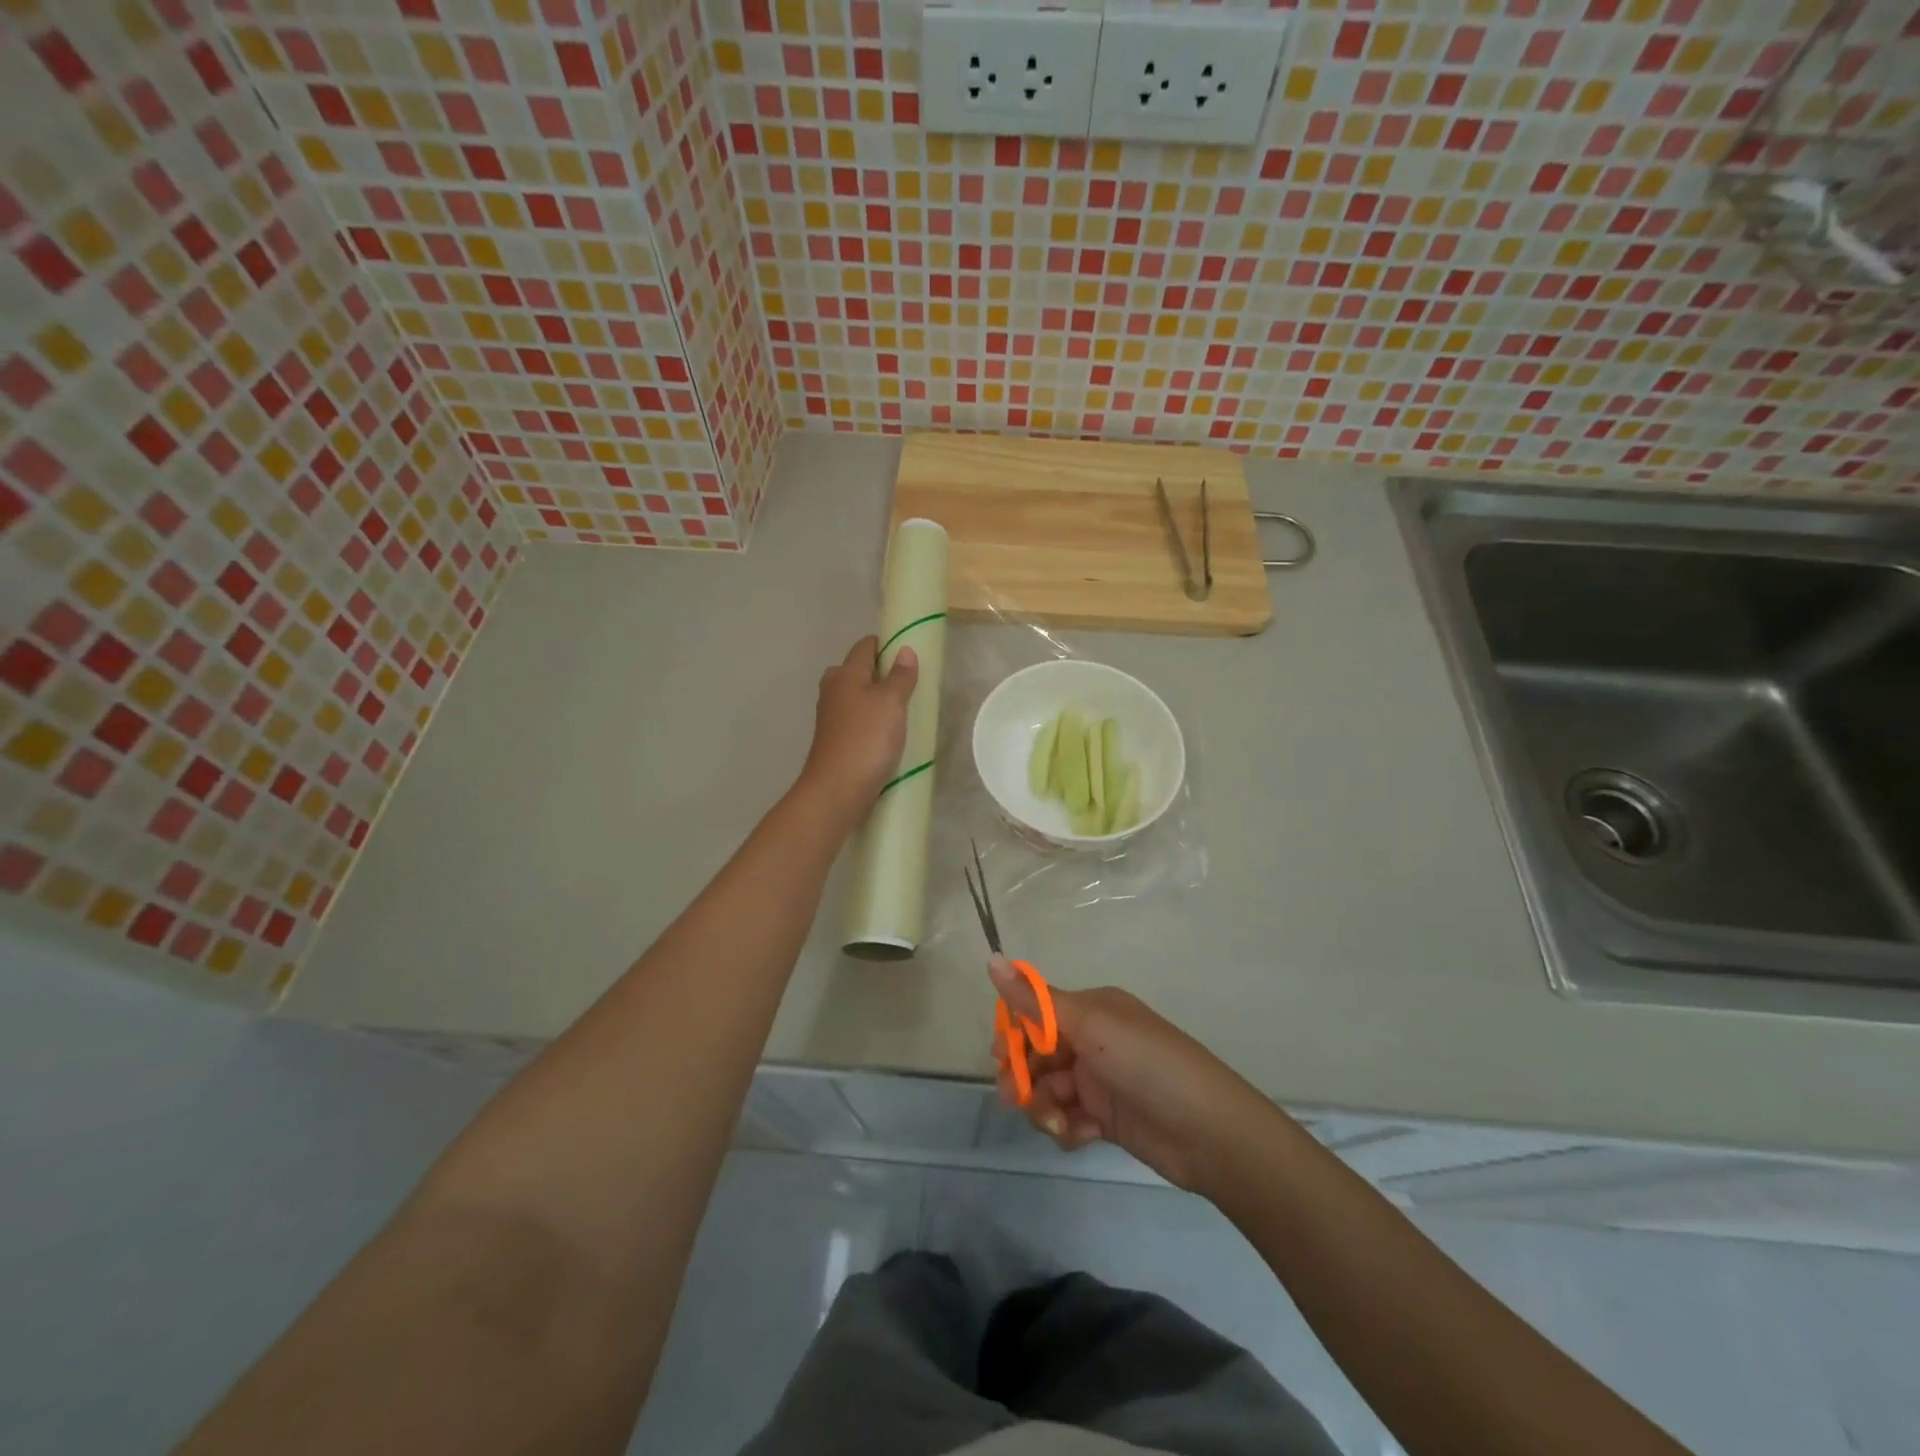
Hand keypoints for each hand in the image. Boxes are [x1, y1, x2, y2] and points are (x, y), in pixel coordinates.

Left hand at [799, 635, 918, 821]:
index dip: (887, 645)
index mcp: (845, 673)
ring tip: (905, 711)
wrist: (837, 790)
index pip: (865, 645)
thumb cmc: (866, 739)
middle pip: (859, 670)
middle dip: (883, 673)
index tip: (911, 655)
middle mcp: (833, 689)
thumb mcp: (891, 703)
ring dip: (878, 700)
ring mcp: (831, 716)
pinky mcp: (835, 740)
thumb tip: (904, 650)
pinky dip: (872, 721)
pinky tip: (888, 734)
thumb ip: (900, 676)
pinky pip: (857, 720)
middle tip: (911, 686)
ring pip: (858, 697)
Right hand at [990, 957, 1269, 1193]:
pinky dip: (1067, 1128)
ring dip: (1044, 1107)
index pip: (1036, 1012)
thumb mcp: (1090, 1027)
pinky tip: (1081, 1136)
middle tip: (1013, 1098)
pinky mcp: (1107, 1118)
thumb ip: (1036, 1002)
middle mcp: (1093, 1039)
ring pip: (1049, 1090)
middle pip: (1037, 1054)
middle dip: (1022, 1075)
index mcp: (1091, 1008)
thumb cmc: (1148, 1065)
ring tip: (1058, 1124)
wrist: (1210, 1133)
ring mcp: (1100, 1080)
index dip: (1014, 1033)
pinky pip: (1068, 1118)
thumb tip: (992, 958)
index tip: (999, 1056)